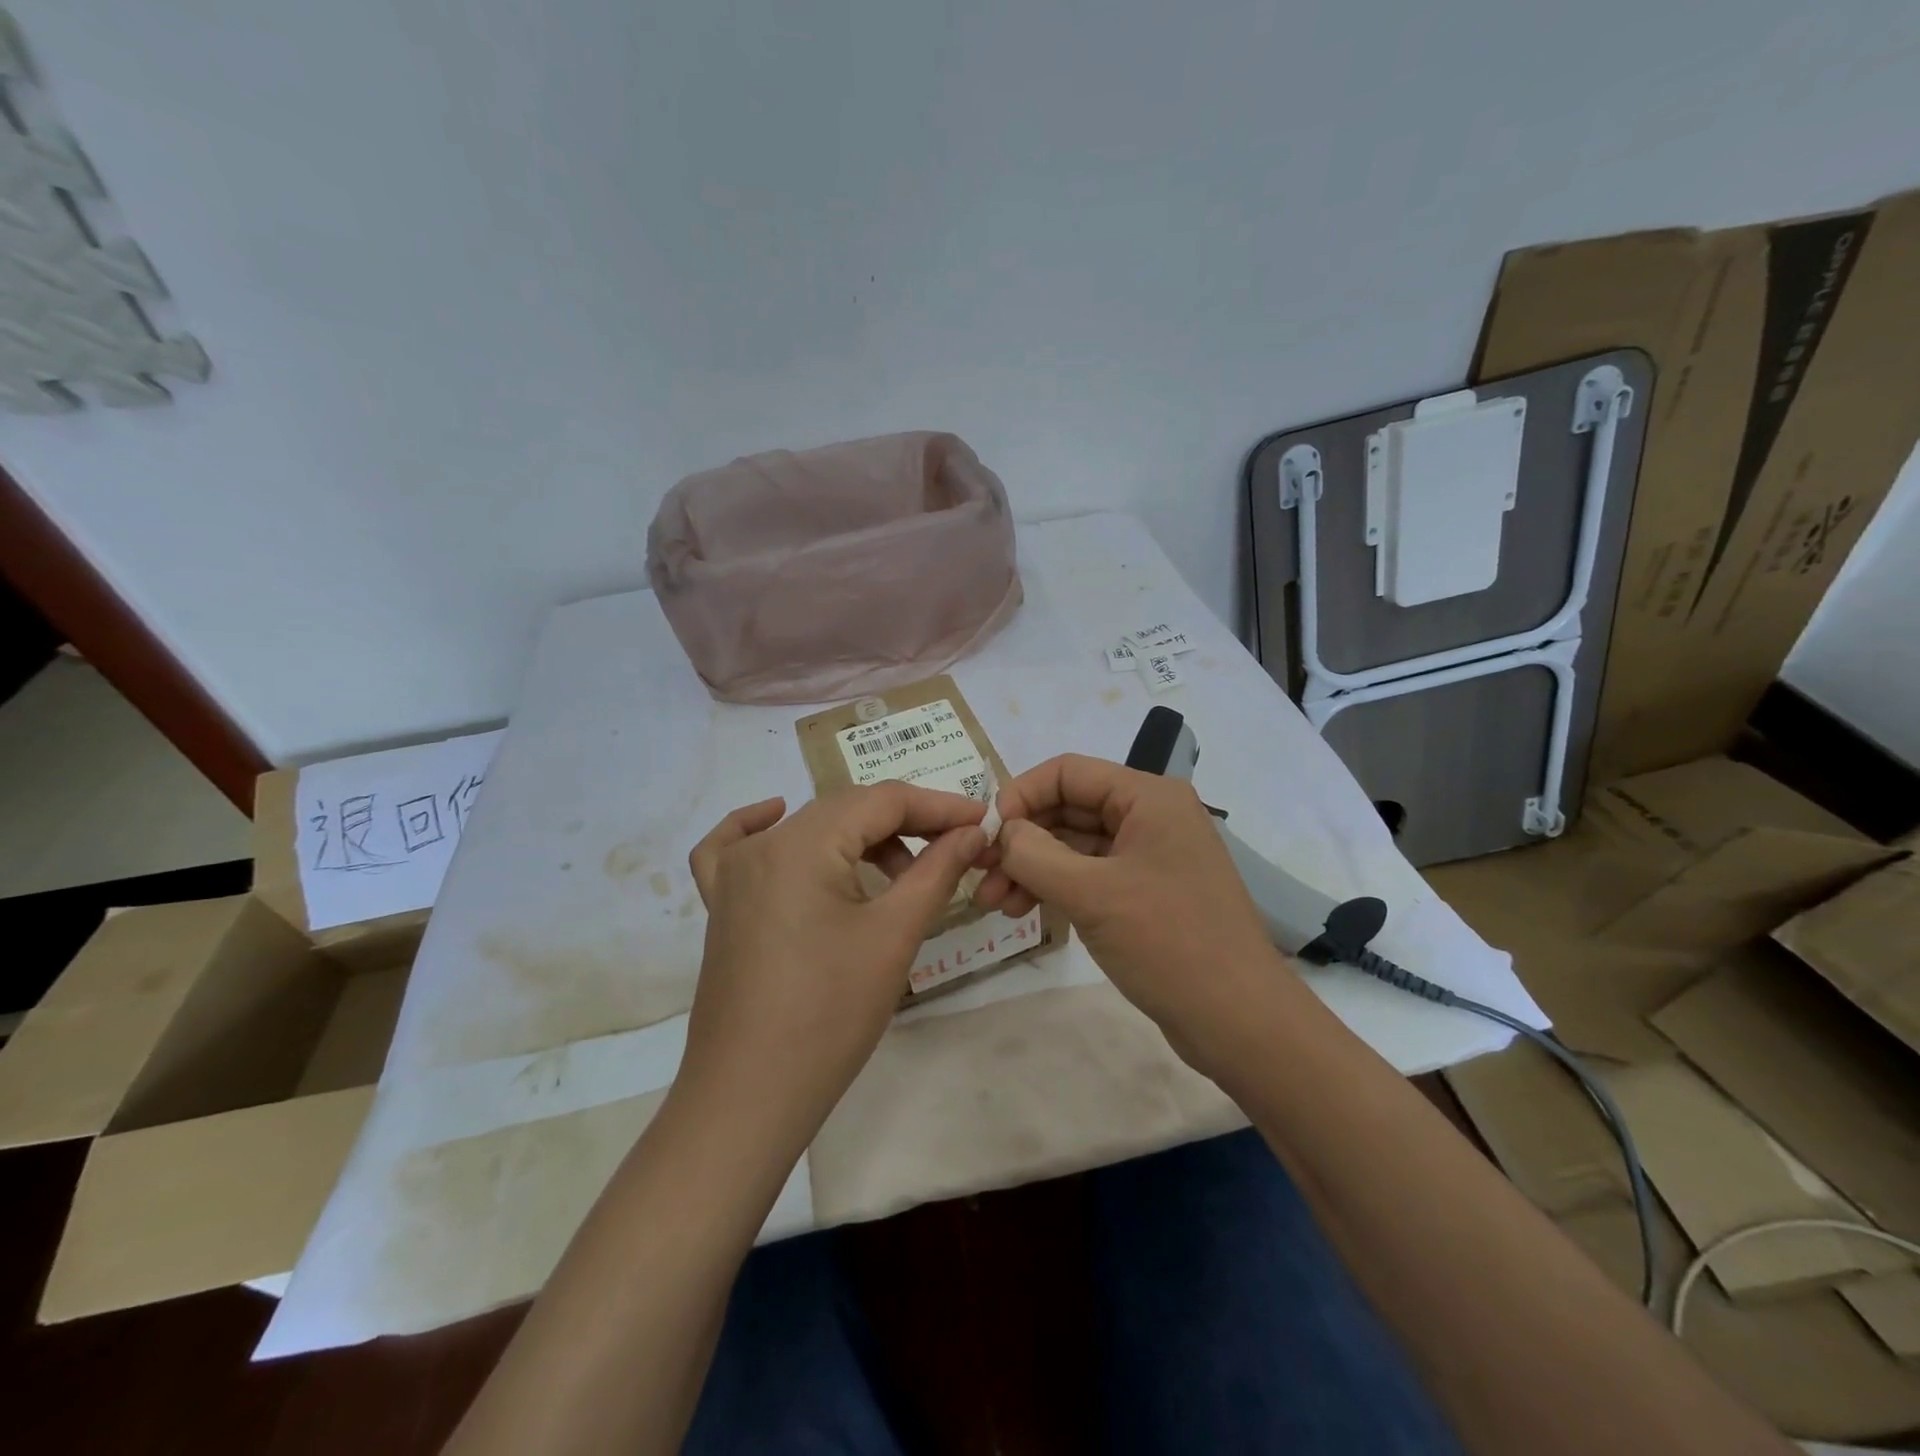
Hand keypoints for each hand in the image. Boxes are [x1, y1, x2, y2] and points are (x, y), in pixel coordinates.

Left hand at [681, 783, 987, 1155]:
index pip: (883, 800)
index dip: (939, 807)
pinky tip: (778, 819)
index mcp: (802, 843)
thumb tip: (973, 831)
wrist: (751, 1096)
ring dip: (859, 838)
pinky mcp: (721, 905)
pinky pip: (736, 847)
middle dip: (906, 823)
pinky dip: (761, 825)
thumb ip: (937, 870)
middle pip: (846, 809)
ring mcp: (732, 874)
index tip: (982, 823)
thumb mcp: (894, 935)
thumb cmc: (831, 1014)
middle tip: (955, 848)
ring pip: (807, 828)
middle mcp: (762, 845)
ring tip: (900, 873)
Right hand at [973, 754, 1290, 1068]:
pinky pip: (1090, 875)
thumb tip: (1001, 833)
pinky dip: (1056, 887)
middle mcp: (1150, 816)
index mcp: (1148, 796)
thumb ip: (1034, 854)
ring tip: (995, 905)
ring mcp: (1150, 856)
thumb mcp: (1091, 894)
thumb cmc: (1168, 942)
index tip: (984, 835)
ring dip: (1032, 868)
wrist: (1240, 1021)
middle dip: (1021, 840)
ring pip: (1075, 845)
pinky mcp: (1147, 893)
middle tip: (980, 877)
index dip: (1019, 796)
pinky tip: (1025, 910)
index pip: (1067, 772)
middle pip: (1068, 808)